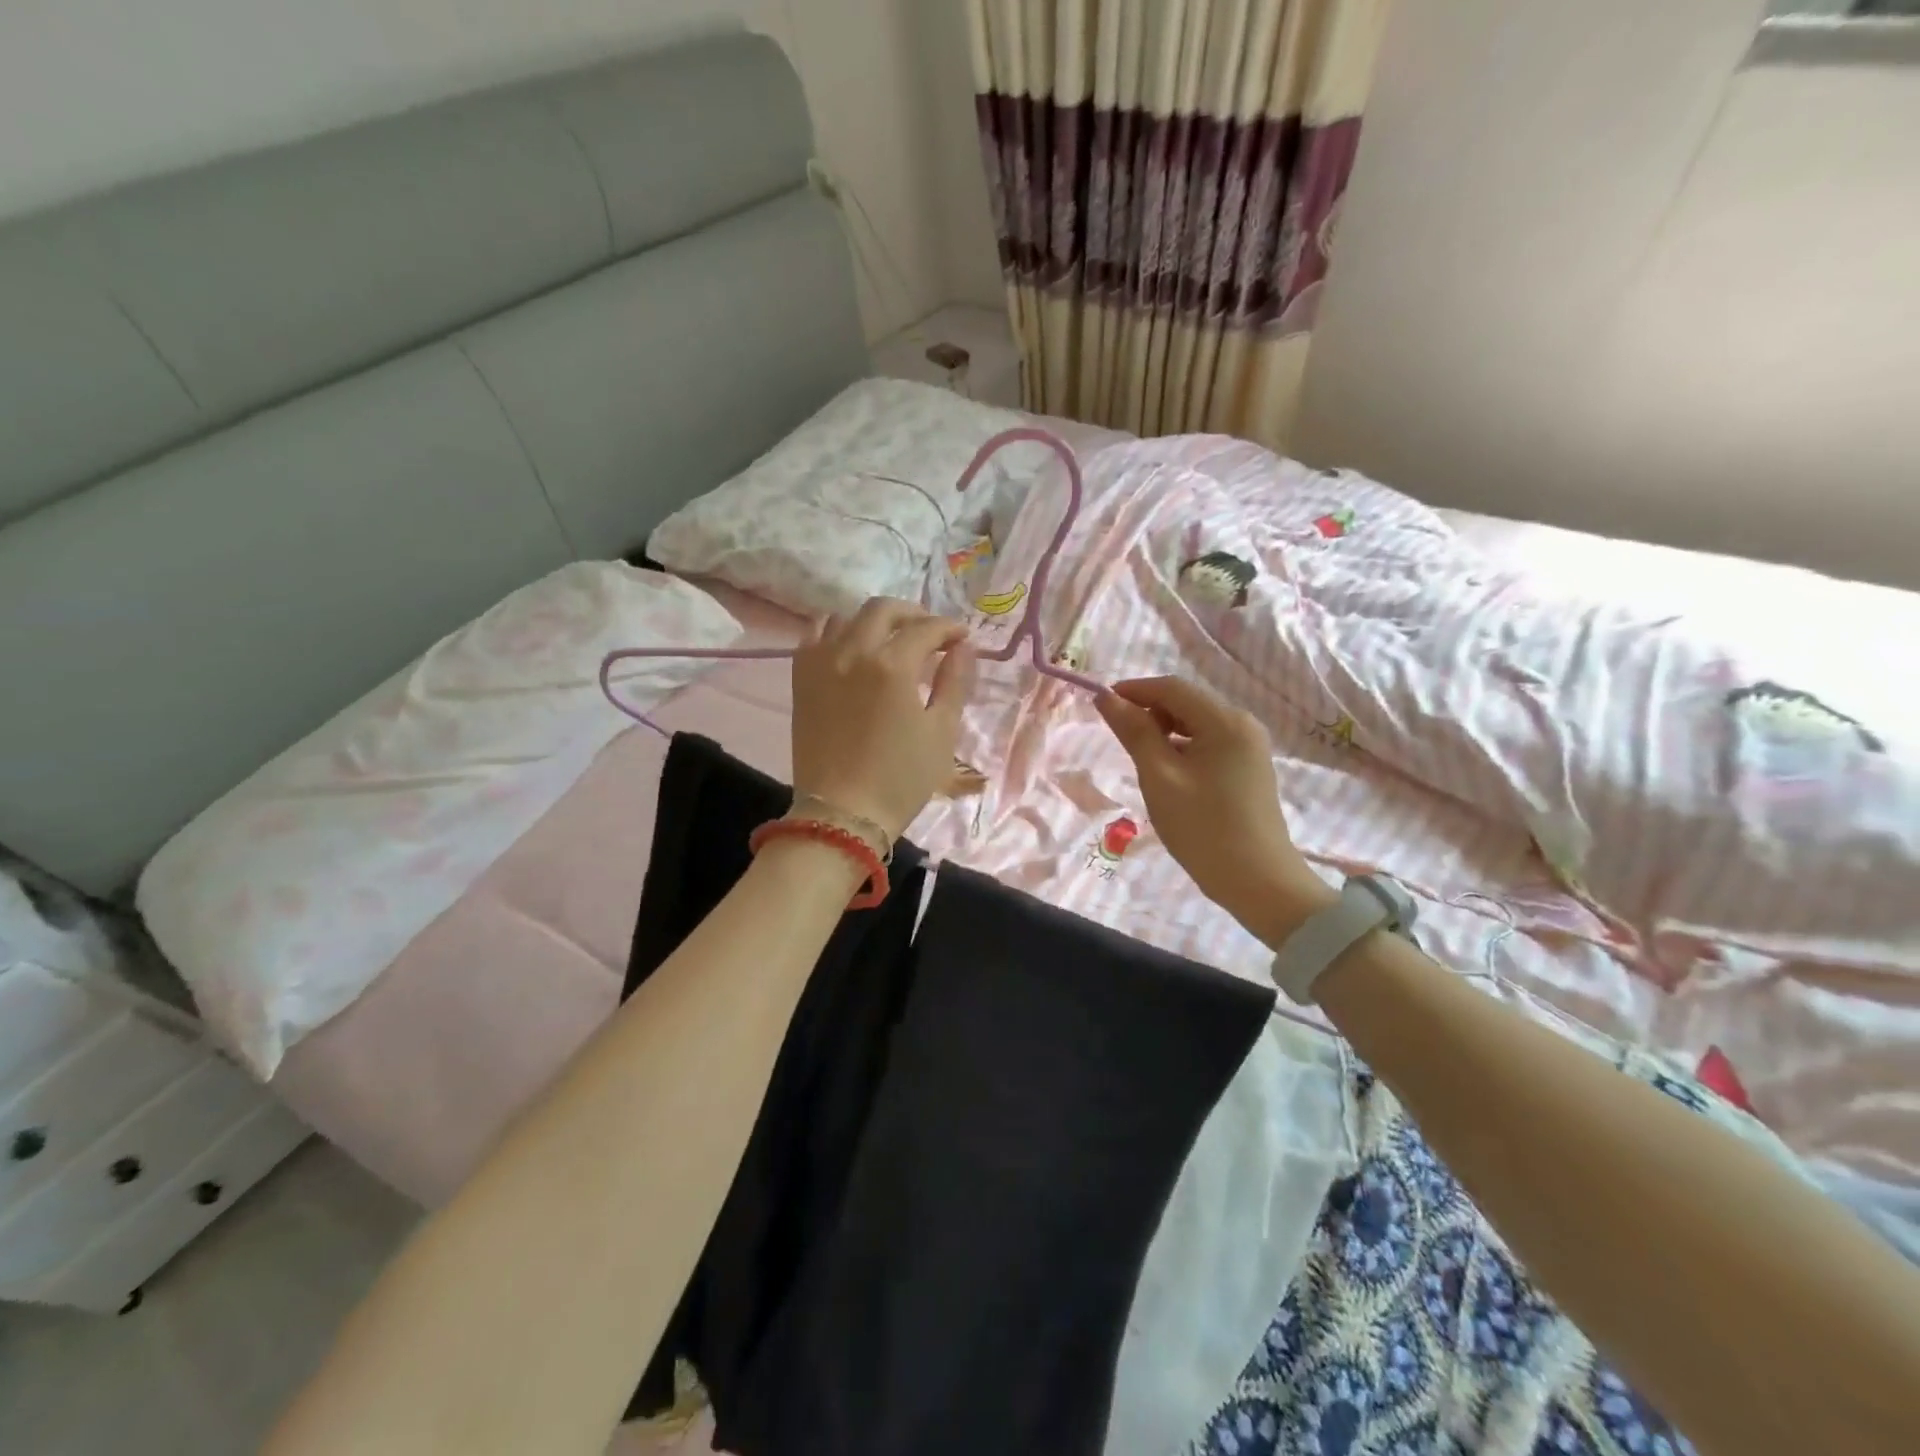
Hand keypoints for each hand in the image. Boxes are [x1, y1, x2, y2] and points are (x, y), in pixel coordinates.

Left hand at [790, 598, 977, 839]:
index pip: (926, 629)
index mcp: (893, 666)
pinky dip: (835, 630)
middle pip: (884, 610)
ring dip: (874, 621)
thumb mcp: (941, 732)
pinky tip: (849, 646)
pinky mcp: (800, 678)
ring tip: (890, 638)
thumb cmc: (901, 778)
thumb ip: (954, 682)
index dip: (949, 628)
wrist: (842, 813)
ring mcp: (821, 662)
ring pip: (846, 617)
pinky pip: (814, 635)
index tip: (962, 637)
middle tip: (930, 632)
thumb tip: (963, 647)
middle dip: (913, 614)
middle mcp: (853, 652)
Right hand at [1096, 677, 1332, 946]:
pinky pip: (1208, 742)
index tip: (1100, 704)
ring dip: (1164, 731)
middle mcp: (1243, 724)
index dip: (1133, 690)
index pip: (1172, 687)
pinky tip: (1167, 773)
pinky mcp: (1249, 766)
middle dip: (1149, 711)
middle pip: (1186, 702)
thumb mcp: (1159, 777)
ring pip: (1196, 723)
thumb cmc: (1203, 828)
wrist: (1258, 882)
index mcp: (1225, 721)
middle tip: (1119, 738)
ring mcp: (1249, 746)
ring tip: (1141, 760)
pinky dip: (1182, 747)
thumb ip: (1134, 732)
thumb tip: (1106, 698)